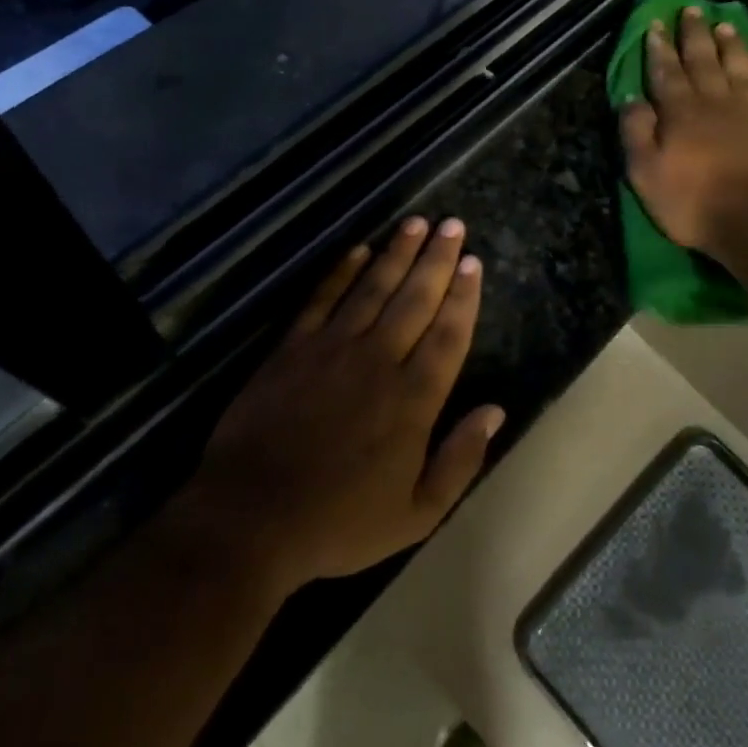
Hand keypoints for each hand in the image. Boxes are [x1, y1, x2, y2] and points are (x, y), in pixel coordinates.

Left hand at [189, 216, 502, 597]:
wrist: (251, 519)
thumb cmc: (339, 523)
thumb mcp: (416, 514)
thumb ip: (460, 460)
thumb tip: (495, 411)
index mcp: (413, 400)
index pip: (449, 335)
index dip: (463, 296)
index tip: (473, 263)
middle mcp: (379, 361)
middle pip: (415, 299)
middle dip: (437, 259)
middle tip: (453, 225)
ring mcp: (332, 349)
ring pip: (373, 288)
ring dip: (397, 253)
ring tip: (416, 223)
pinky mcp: (292, 348)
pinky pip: (323, 299)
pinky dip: (342, 271)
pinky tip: (359, 249)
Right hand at [619, 5, 747, 254]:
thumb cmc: (691, 201)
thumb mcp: (645, 172)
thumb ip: (636, 132)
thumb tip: (630, 98)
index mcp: (681, 111)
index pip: (666, 71)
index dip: (659, 47)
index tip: (655, 23)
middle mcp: (716, 103)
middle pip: (704, 61)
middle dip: (695, 35)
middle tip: (692, 10)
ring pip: (740, 70)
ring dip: (732, 46)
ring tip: (727, 25)